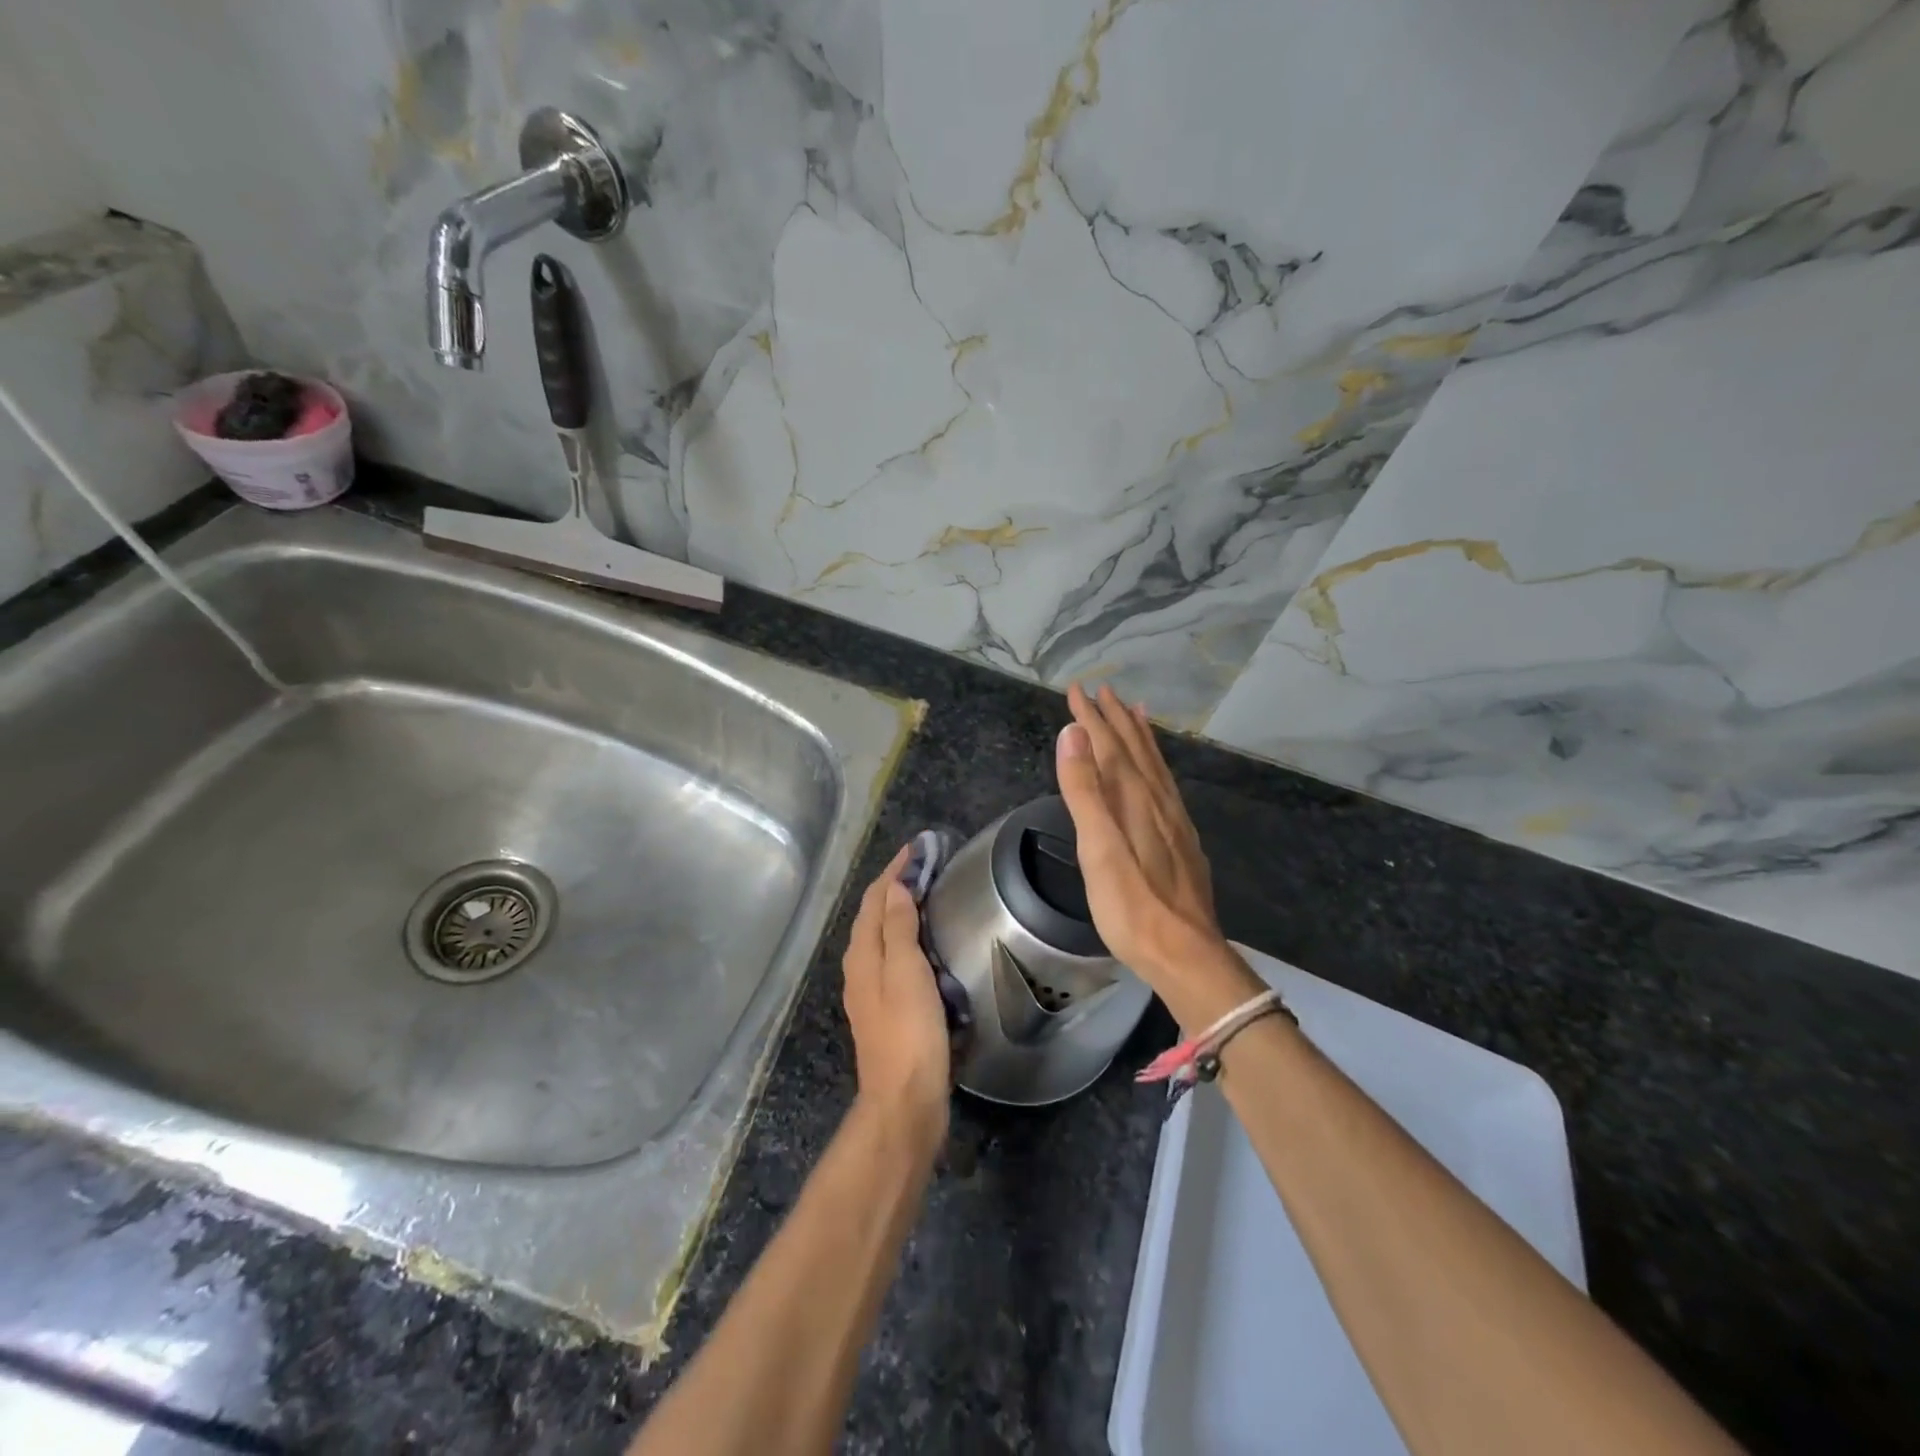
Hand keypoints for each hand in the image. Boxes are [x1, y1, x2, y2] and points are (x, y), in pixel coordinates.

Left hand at [841, 846, 950, 1151]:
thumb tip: (894, 886)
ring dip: (900, 910)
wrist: (905, 1101)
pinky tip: (925, 944)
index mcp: (862, 955)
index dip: (893, 871)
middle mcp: (860, 968)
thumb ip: (898, 928)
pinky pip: (894, 958)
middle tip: (925, 865)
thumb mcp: (905, 973)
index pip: (874, 899)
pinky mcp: (887, 1009)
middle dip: (895, 886)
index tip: (917, 848)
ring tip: (927, 894)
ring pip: (883, 937)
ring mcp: (871, 991)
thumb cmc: (909, 1032)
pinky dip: (907, 937)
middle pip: (874, 915)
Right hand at [1055, 683, 1263, 1026]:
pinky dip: (1158, 765)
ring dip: (1141, 736)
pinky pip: (1167, 785)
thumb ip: (1085, 791)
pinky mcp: (1182, 840)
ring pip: (1155, 765)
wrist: (1186, 953)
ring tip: (1135, 712)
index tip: (1076, 689)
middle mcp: (1157, 801)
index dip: (1091, 717)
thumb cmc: (1131, 906)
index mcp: (1133, 800)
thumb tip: (1073, 734)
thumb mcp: (1097, 849)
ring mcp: (1174, 821)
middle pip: (1135, 750)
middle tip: (1102, 690)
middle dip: (1115, 719)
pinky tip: (1158, 773)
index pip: (1109, 746)